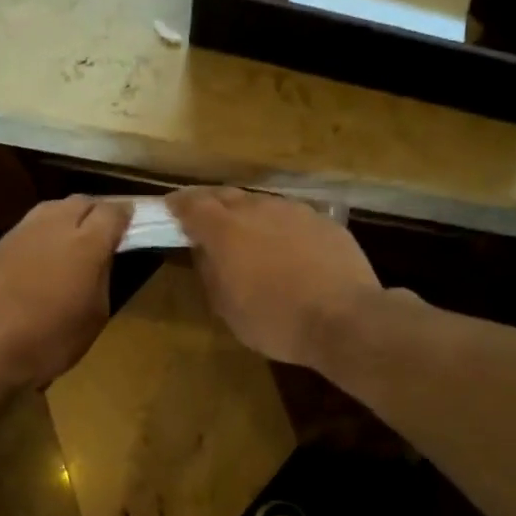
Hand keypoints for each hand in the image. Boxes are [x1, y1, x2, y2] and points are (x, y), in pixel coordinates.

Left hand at [0, 196, 128, 388]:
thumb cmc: (48, 341)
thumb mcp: (93, 317)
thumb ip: (102, 278)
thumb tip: (102, 259)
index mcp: (87, 244)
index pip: (113, 211)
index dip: (126, 216)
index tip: (133, 226)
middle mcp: (55, 226)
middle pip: (82, 202)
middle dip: (97, 212)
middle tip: (105, 233)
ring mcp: (22, 232)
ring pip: (53, 208)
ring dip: (68, 217)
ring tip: (74, 240)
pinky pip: (30, 226)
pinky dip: (44, 232)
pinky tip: (44, 255)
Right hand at [168, 187, 382, 366]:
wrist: (345, 319)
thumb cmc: (276, 320)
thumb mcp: (228, 308)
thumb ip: (210, 273)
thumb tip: (204, 252)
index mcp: (225, 230)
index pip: (192, 204)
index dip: (178, 205)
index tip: (170, 209)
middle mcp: (257, 209)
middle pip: (226, 195)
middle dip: (210, 204)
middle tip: (203, 219)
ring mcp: (294, 211)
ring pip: (261, 203)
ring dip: (246, 213)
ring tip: (245, 233)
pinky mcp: (323, 221)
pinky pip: (290, 216)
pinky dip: (278, 225)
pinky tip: (285, 247)